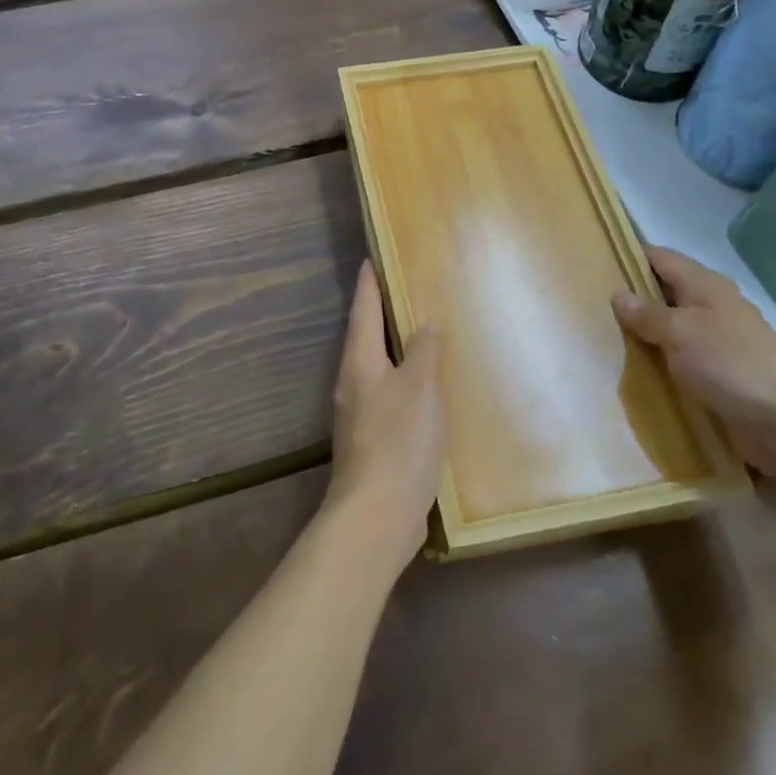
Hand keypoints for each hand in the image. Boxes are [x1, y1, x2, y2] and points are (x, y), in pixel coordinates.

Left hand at [322, 262, 446, 576]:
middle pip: (364, 337)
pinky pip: (385, 395)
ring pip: (375, 368)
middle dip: (379, 314)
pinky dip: (401, 382)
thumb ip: (423, 351)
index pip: (362, 309)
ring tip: (417, 337)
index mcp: (360, 362)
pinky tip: (422, 392)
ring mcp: (357, 414)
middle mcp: (352, 383)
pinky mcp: (369, 442)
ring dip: (391, 349)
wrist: (376, 515)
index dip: (368, 283)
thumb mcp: (421, 387)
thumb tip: (423, 325)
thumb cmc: (398, 441)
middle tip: (402, 292)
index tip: (371, 259)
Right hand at [613, 245, 775, 483]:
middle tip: (591, 304)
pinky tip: (638, 367)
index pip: (660, 257)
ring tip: (606, 336)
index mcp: (705, 284)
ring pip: (672, 324)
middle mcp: (713, 304)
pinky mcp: (722, 370)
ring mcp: (719, 337)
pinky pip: (682, 354)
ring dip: (646, 330)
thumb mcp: (679, 332)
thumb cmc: (729, 364)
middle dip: (633, 296)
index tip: (595, 263)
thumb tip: (618, 295)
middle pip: (665, 290)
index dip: (629, 256)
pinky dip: (661, 356)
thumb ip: (647, 313)